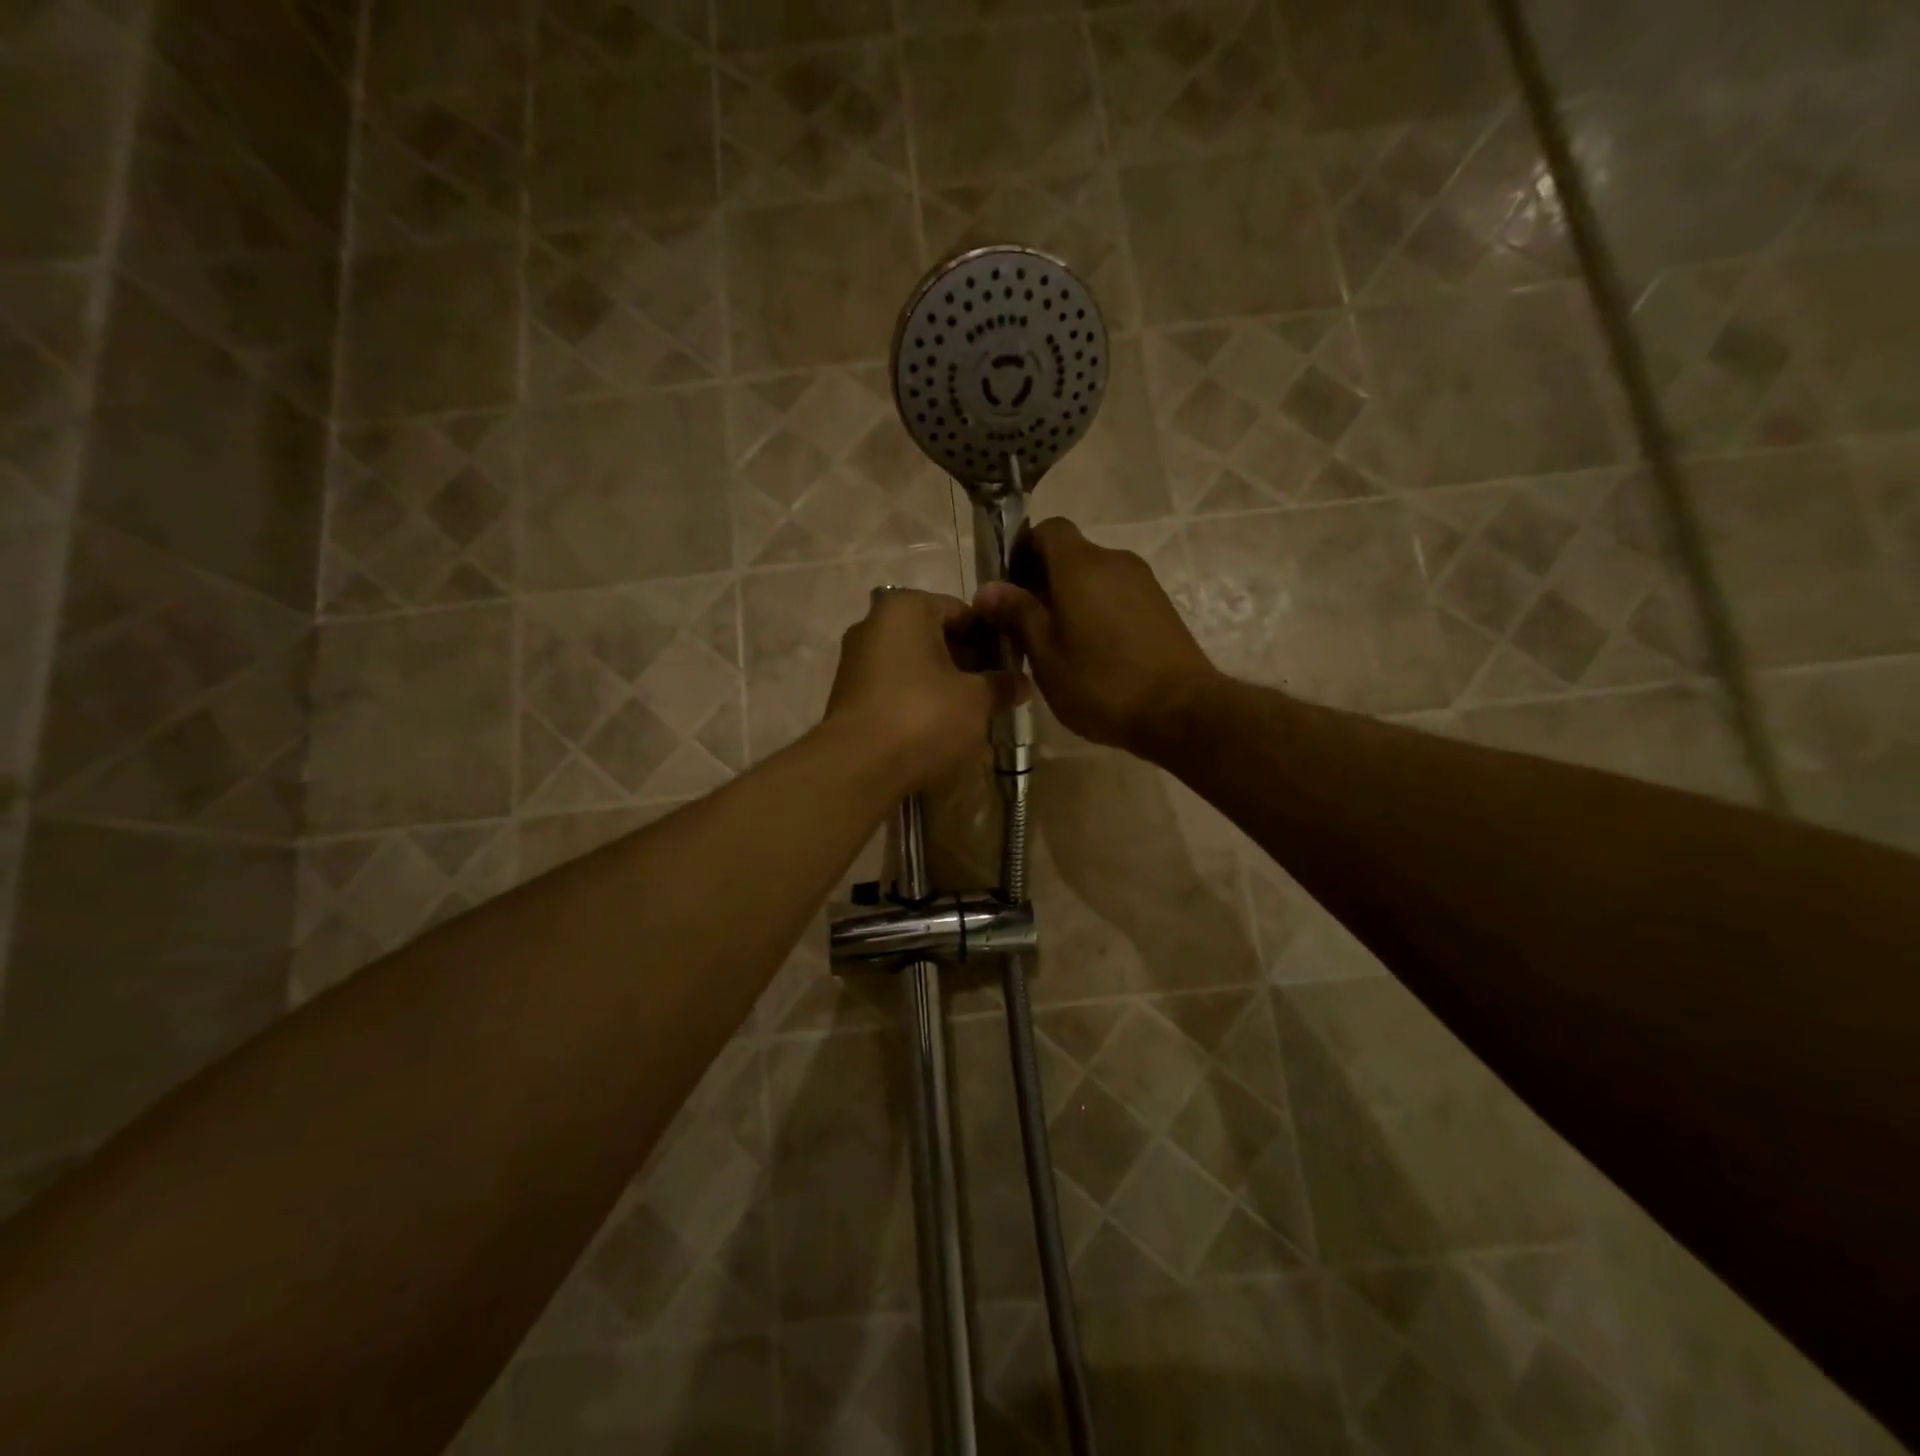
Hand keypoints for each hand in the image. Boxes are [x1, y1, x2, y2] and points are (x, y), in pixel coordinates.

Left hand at [823, 588, 1026, 791]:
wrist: (858, 767)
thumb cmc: (924, 717)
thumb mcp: (976, 700)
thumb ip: (1002, 685)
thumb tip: (1023, 682)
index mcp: (906, 609)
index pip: (962, 611)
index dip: (992, 637)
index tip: (1012, 664)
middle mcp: (874, 624)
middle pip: (935, 636)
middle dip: (967, 662)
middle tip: (995, 690)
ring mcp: (856, 660)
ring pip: (914, 664)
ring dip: (944, 683)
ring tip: (972, 711)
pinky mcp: (849, 694)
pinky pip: (895, 687)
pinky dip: (918, 700)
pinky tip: (939, 726)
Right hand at [973, 518, 1219, 756]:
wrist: (1180, 711)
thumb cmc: (1101, 682)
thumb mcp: (1046, 654)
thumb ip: (1017, 614)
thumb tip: (987, 588)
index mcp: (1081, 565)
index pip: (1047, 530)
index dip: (1024, 551)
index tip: (1010, 589)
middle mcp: (1115, 561)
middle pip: (1071, 555)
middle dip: (1044, 582)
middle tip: (1026, 627)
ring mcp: (1143, 583)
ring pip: (1095, 578)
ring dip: (1072, 600)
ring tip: (1060, 645)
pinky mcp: (1161, 606)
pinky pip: (1117, 595)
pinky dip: (1098, 611)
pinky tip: (1093, 653)